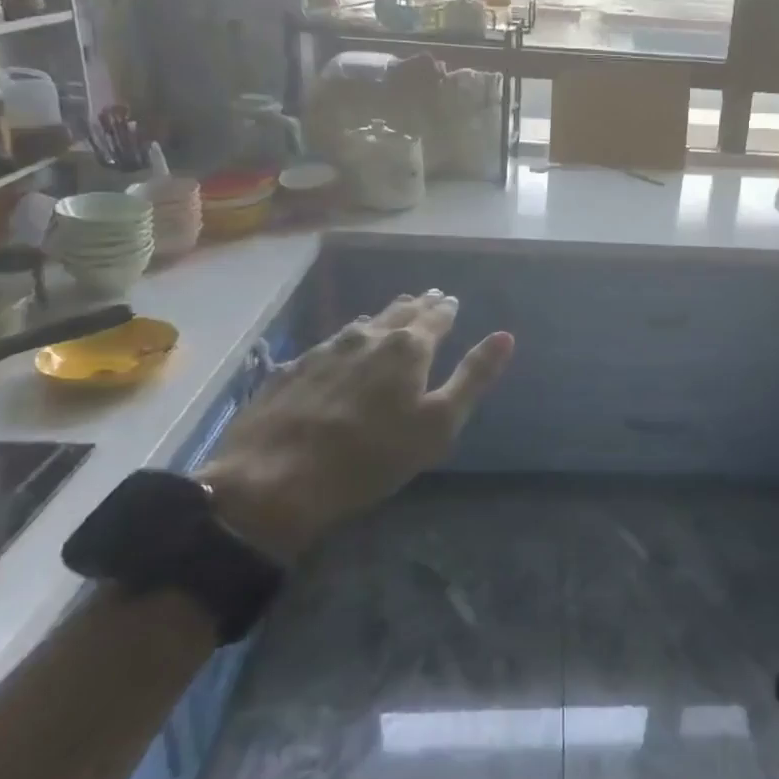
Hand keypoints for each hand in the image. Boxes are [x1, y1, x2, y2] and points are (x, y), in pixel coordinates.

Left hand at [198, 291, 513, 560]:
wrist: (273, 480)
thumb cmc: (371, 457)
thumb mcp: (438, 424)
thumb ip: (473, 377)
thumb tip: (505, 336)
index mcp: (408, 348)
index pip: (436, 317)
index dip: (447, 309)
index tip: (452, 300)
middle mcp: (368, 336)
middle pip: (399, 312)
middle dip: (418, 305)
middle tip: (429, 297)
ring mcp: (326, 349)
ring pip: (364, 323)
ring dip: (383, 317)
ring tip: (393, 313)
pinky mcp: (293, 367)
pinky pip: (332, 341)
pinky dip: (349, 337)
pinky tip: (344, 344)